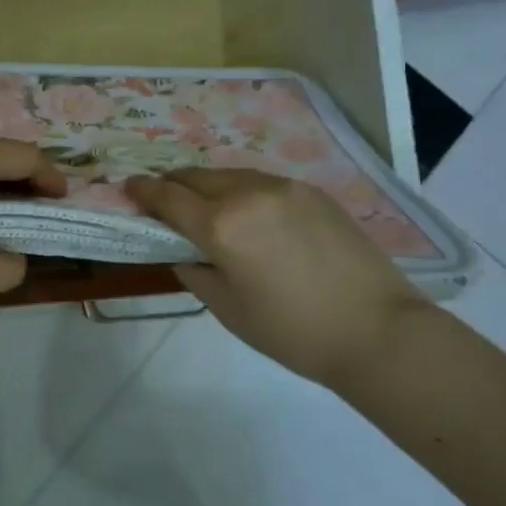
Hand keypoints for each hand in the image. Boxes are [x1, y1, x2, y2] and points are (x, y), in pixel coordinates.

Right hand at [124, 168, 429, 388]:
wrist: (377, 330)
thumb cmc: (293, 331)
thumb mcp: (229, 310)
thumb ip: (196, 272)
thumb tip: (185, 252)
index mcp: (222, 225)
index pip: (169, 198)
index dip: (144, 192)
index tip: (128, 188)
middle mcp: (250, 193)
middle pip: (197, 177)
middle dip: (173, 184)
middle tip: (162, 199)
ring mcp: (286, 187)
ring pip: (231, 174)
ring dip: (208, 185)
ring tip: (203, 204)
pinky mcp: (314, 192)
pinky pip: (263, 182)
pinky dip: (242, 190)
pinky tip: (248, 212)